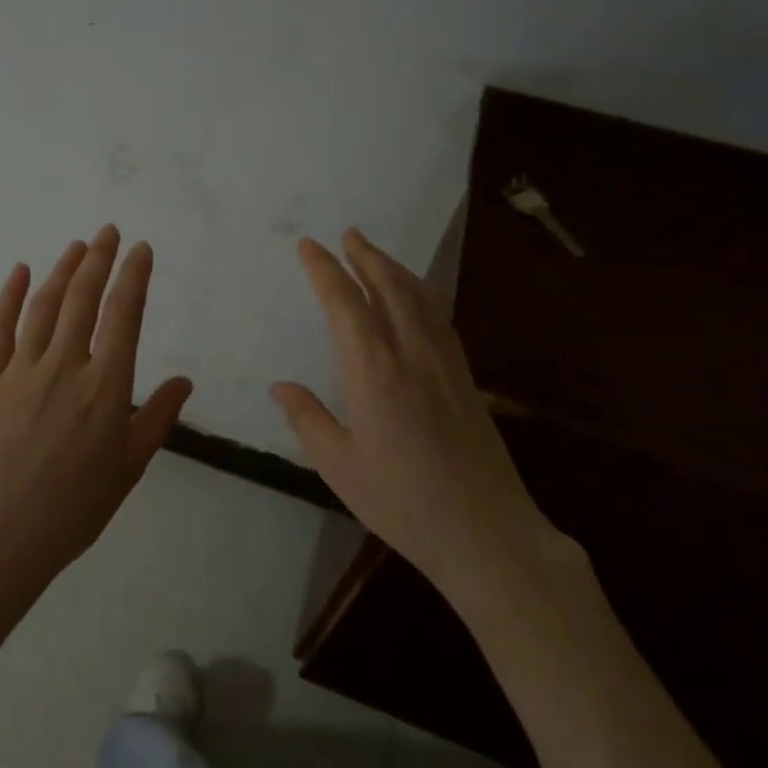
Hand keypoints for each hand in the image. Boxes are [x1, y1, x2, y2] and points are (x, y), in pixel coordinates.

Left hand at [0, 225, 192, 591]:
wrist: (0, 536)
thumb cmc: (75, 507)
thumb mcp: (129, 466)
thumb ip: (157, 417)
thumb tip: (184, 381)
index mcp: (105, 386)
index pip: (124, 315)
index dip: (134, 277)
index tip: (141, 249)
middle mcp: (65, 366)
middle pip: (83, 299)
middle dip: (99, 260)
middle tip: (109, 232)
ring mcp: (22, 370)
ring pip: (44, 306)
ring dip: (61, 270)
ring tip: (77, 246)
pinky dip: (9, 296)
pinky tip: (19, 271)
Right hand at [270, 229, 561, 596]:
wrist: (486, 533)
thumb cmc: (403, 503)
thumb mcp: (339, 467)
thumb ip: (308, 419)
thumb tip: (281, 386)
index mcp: (375, 373)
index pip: (345, 305)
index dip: (325, 270)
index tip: (309, 246)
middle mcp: (412, 355)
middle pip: (389, 288)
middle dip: (366, 256)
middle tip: (348, 234)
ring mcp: (445, 364)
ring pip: (419, 298)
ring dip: (395, 269)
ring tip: (376, 254)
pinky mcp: (466, 379)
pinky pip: (440, 319)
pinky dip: (421, 295)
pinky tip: (416, 299)